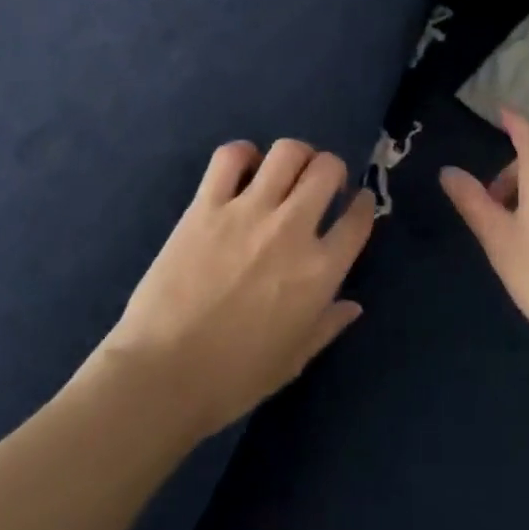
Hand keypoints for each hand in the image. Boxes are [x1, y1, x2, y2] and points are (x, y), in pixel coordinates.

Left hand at [102, 139, 376, 437]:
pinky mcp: (206, 205)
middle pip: (327, 169)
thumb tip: (352, 304)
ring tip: (286, 171)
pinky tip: (242, 169)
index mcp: (320, 271)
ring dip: (296, 156)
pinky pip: (230, 157)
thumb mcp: (293, 359)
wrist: (163, 373)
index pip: (358, 219)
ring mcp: (247, 211)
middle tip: (321, 185)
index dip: (364, 203)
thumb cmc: (234, 377)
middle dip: (332, 170)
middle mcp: (291, 229)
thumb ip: (328, 324)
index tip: (359, 202)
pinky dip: (242, 154)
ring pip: (287, 152)